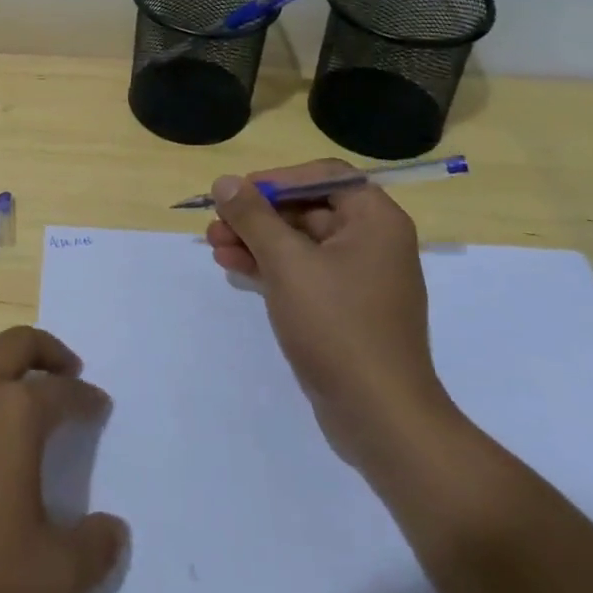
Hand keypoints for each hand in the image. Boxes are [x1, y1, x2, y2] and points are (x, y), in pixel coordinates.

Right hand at [206, 161, 456, 471]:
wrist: (379, 416)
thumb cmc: (337, 326)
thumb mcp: (287, 263)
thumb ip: (253, 217)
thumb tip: (225, 181)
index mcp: (375, 220)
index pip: (323, 175)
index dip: (277, 179)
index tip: (239, 194)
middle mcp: (372, 241)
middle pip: (306, 207)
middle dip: (257, 214)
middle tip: (216, 222)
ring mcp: (358, 277)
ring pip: (299, 241)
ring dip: (255, 239)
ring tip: (214, 245)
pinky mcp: (343, 308)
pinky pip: (302, 271)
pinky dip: (269, 266)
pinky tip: (232, 267)